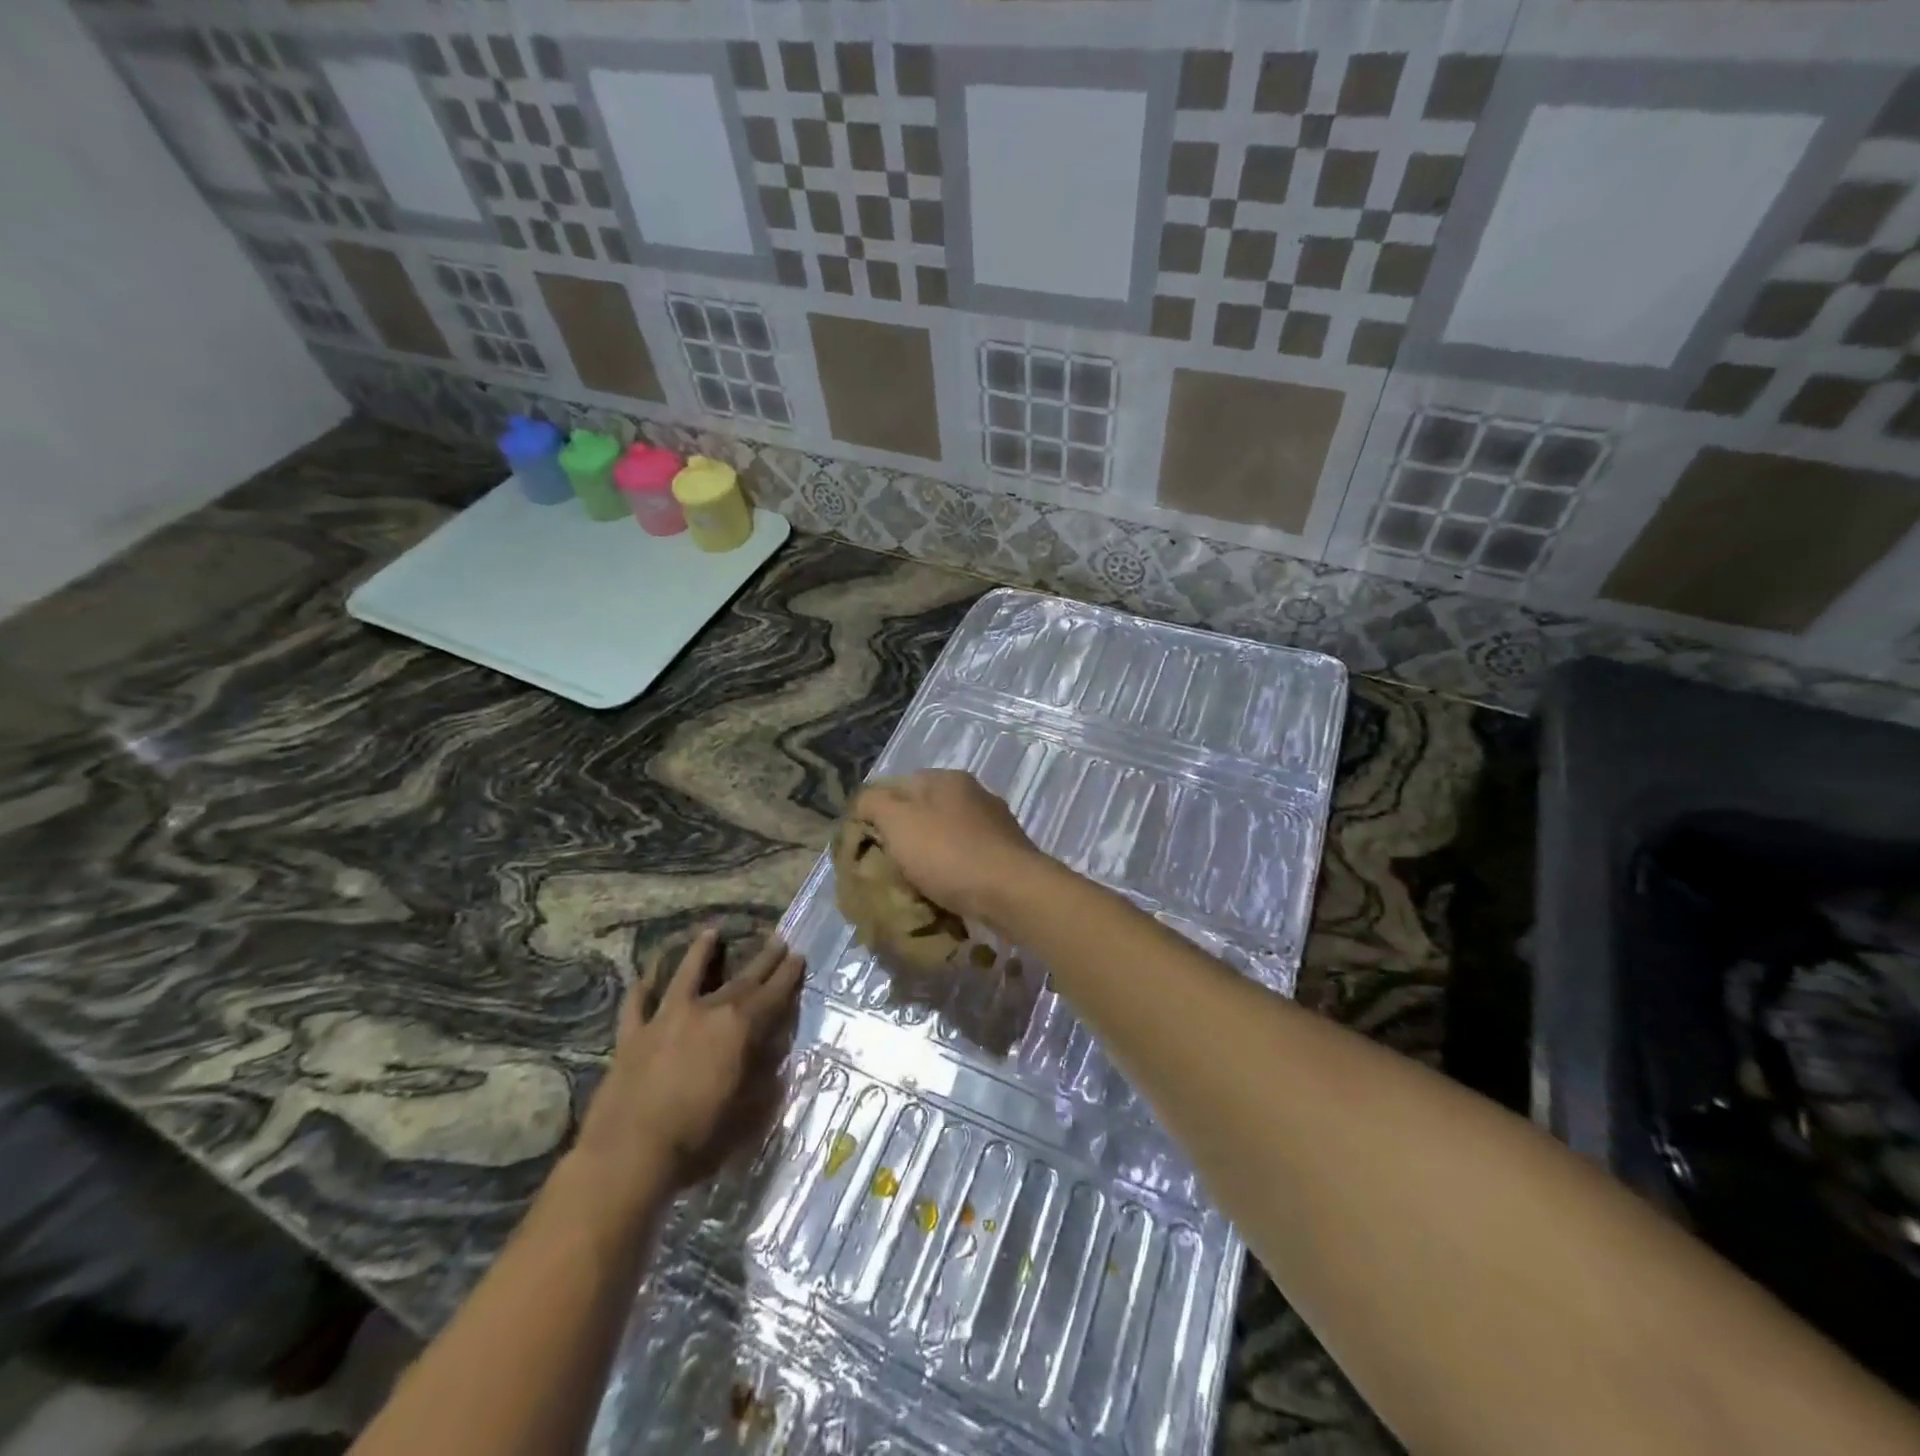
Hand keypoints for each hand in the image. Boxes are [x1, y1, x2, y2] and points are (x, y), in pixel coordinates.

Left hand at [576, 929, 803, 1193]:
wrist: (628, 1155)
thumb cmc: (698, 1138)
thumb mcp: (748, 1113)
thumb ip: (765, 1078)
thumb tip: (775, 1055)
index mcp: (738, 1029)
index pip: (772, 995)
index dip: (788, 976)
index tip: (799, 955)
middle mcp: (705, 1012)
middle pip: (740, 981)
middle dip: (762, 960)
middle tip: (778, 939)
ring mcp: (664, 1019)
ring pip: (685, 976)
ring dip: (700, 953)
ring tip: (711, 932)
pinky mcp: (632, 1036)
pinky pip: (637, 1004)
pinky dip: (641, 989)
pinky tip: (645, 977)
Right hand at [848, 771, 1045, 929]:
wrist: (1013, 893)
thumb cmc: (949, 853)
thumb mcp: (897, 821)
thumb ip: (873, 803)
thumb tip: (864, 801)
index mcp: (946, 779)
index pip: (896, 785)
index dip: (874, 813)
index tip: (863, 845)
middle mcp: (973, 794)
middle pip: (922, 812)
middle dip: (902, 839)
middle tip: (885, 868)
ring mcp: (993, 824)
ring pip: (944, 837)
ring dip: (927, 858)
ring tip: (911, 886)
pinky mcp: (1005, 855)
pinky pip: (965, 860)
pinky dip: (951, 873)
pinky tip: (943, 893)